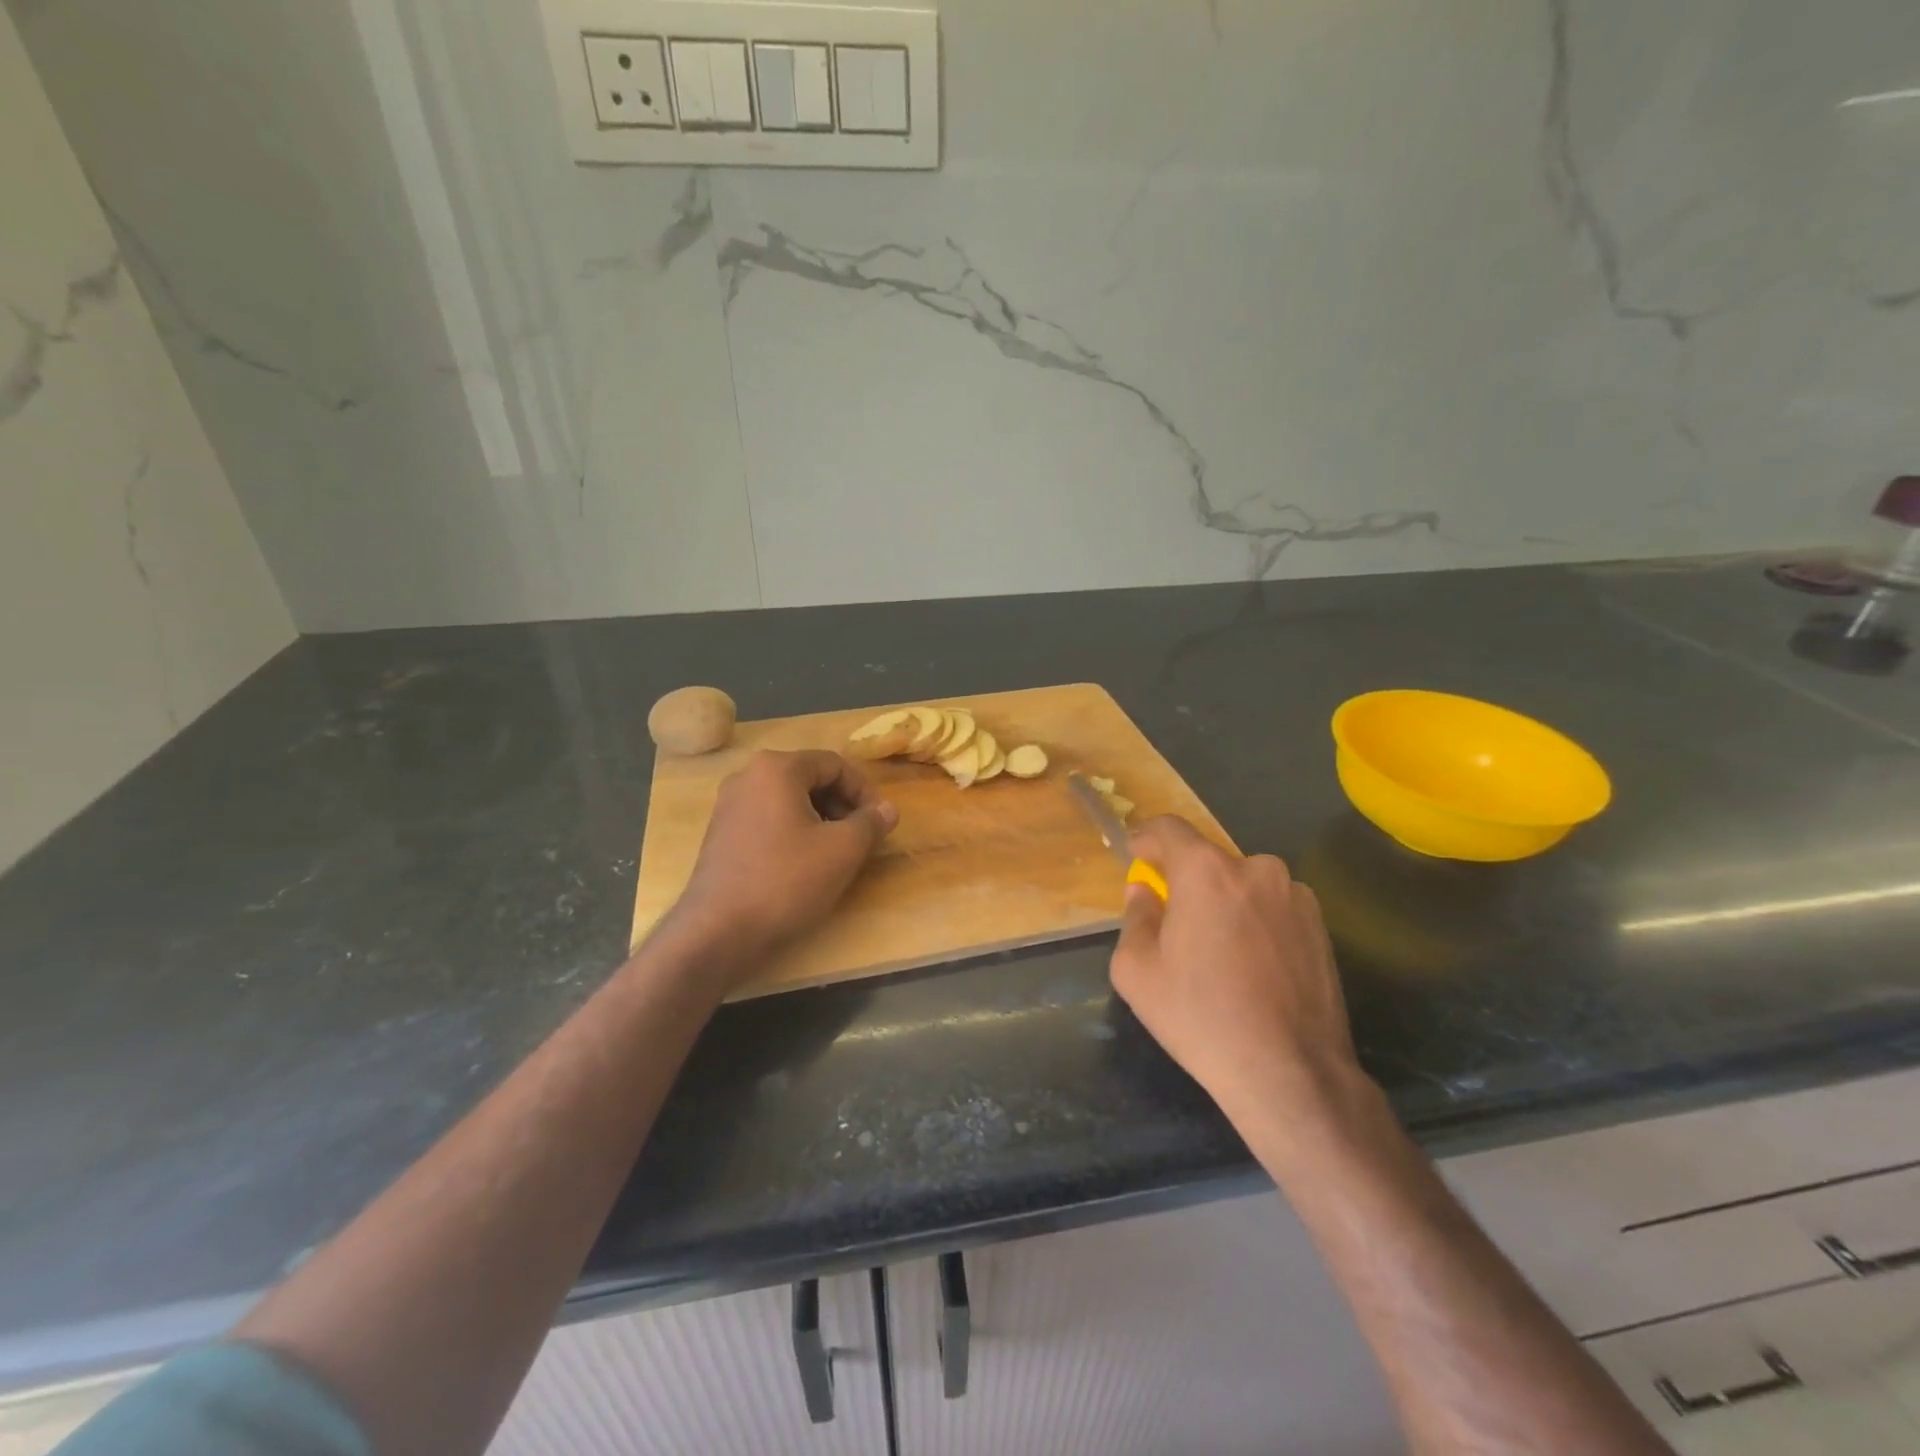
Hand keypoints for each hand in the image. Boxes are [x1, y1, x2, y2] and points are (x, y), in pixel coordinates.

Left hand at [668, 750, 897, 975]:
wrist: (718, 932)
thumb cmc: (786, 881)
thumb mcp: (843, 850)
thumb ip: (871, 823)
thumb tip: (887, 809)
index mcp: (777, 768)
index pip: (835, 764)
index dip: (865, 791)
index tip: (880, 822)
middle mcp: (747, 776)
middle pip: (810, 779)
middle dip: (842, 805)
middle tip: (862, 838)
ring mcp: (729, 806)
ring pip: (790, 800)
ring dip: (821, 819)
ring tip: (837, 853)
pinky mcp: (721, 834)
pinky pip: (769, 819)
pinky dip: (795, 832)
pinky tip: (805, 865)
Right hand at [1110, 816, 1361, 1124]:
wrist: (1290, 1073)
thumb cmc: (1200, 1017)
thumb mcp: (1137, 970)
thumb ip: (1136, 917)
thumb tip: (1145, 892)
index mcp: (1207, 871)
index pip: (1169, 829)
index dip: (1146, 839)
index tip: (1136, 858)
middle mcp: (1257, 869)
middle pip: (1208, 860)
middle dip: (1186, 882)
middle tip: (1175, 922)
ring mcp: (1296, 896)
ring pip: (1243, 885)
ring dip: (1224, 903)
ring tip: (1219, 953)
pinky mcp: (1321, 926)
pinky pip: (1273, 908)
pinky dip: (1255, 922)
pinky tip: (1252, 968)